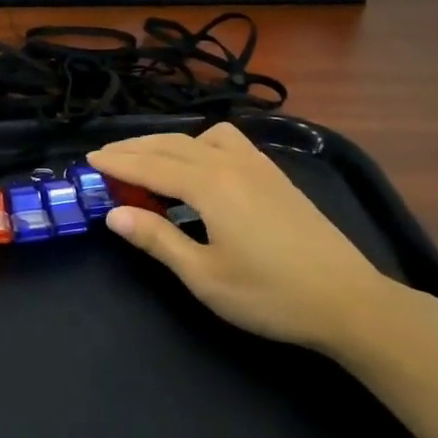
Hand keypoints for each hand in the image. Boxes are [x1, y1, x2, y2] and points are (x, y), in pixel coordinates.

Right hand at [89, 123, 403, 355]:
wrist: (349, 300)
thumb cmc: (271, 295)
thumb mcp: (205, 276)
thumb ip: (158, 240)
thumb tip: (114, 213)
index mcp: (210, 186)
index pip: (151, 165)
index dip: (117, 162)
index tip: (89, 159)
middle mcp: (230, 163)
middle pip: (171, 144)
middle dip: (134, 148)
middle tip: (105, 156)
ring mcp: (257, 165)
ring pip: (200, 137)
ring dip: (166, 142)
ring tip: (147, 160)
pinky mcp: (274, 174)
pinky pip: (227, 142)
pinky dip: (199, 143)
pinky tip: (199, 164)